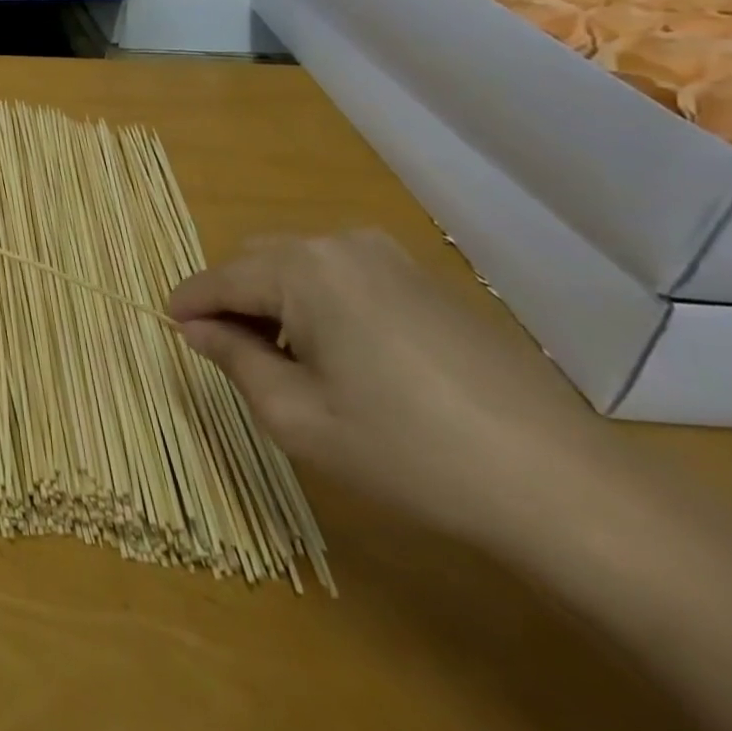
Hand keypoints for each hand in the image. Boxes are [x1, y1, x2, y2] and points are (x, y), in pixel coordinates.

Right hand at [167, 230, 608, 552]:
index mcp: (304, 269)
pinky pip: (345, 277)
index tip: (168, 324)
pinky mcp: (427, 281)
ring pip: (301, 266)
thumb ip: (234, 359)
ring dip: (277, 301)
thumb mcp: (298, 417)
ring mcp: (391, 258)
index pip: (221, 277)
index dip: (189, 303)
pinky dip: (320, 303)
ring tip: (285, 360)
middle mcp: (342, 245)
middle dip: (233, 300)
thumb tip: (197, 328)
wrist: (563, 485)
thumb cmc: (409, 452)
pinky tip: (342, 357)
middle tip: (228, 353)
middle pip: (259, 261)